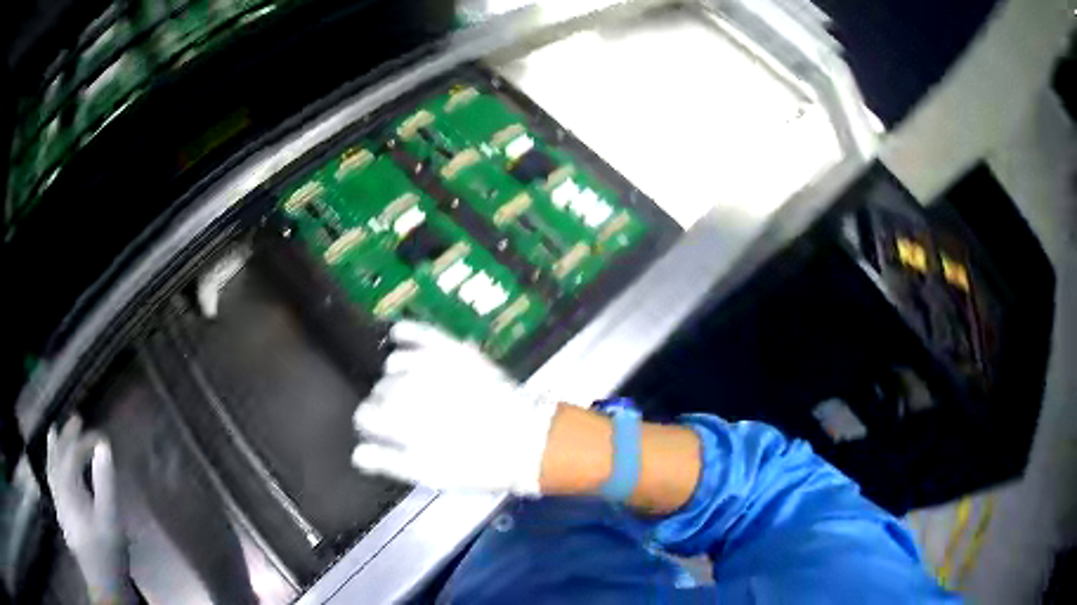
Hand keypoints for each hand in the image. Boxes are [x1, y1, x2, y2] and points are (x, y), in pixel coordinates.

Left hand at [46, 417, 129, 603]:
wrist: (104, 585)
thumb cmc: (107, 551)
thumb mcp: (110, 518)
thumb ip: (105, 481)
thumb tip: (103, 446)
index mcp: (68, 486)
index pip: (73, 454)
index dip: (86, 442)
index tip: (102, 437)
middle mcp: (58, 489)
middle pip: (58, 455)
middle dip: (66, 436)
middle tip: (76, 420)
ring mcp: (58, 503)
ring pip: (51, 467)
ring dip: (53, 448)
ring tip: (54, 433)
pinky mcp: (62, 516)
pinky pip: (52, 481)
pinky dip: (52, 467)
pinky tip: (55, 470)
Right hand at [351, 321, 556, 494]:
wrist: (525, 441)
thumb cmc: (476, 464)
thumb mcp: (430, 474)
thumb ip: (389, 462)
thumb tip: (357, 454)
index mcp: (402, 422)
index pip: (366, 415)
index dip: (371, 425)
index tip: (380, 431)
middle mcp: (410, 388)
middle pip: (379, 391)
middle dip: (386, 405)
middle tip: (405, 419)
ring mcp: (433, 365)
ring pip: (394, 363)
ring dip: (397, 377)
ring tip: (412, 390)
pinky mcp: (454, 350)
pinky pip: (420, 331)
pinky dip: (407, 332)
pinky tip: (397, 334)